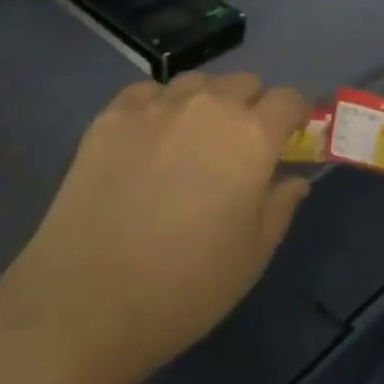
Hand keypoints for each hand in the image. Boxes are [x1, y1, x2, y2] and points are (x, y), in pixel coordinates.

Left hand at [0, 72, 311, 383]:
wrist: (87, 301)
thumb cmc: (186, 286)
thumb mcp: (253, 255)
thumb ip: (280, 205)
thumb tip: (293, 180)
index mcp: (251, 135)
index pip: (289, 98)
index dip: (296, 114)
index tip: (291, 136)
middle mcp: (208, 106)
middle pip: (244, 82)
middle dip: (252, 107)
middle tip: (240, 148)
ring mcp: (156, 105)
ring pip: (196, 83)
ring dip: (207, 103)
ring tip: (192, 142)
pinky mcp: (111, 115)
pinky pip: (149, 93)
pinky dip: (160, 107)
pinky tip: (149, 142)